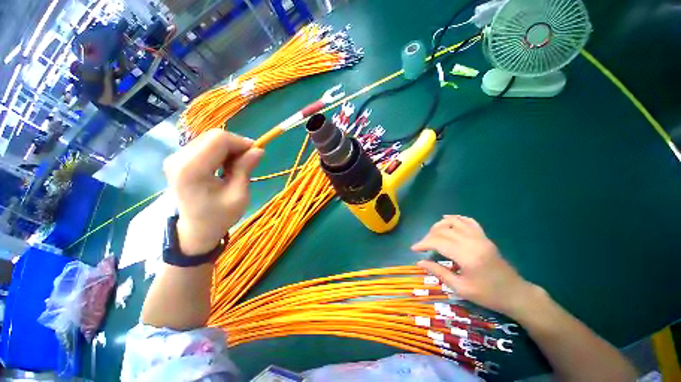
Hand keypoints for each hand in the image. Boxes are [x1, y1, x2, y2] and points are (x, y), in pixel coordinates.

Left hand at [163, 129, 262, 254]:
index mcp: (191, 169)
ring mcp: (175, 157)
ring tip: (237, 166)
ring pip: (210, 139)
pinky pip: (204, 145)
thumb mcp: (239, 195)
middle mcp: (178, 158)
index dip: (241, 142)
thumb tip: (259, 150)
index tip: (255, 154)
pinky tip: (225, 166)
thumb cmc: (219, 216)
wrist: (196, 230)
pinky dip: (220, 152)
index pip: (218, 139)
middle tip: (248, 162)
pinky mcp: (178, 159)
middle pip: (213, 136)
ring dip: (229, 149)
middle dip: (235, 145)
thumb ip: (245, 169)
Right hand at [412, 215, 535, 316]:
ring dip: (439, 225)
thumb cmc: (488, 295)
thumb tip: (420, 262)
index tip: (414, 249)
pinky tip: (447, 219)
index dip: (423, 243)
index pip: (438, 242)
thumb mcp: (460, 288)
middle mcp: (473, 242)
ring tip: (432, 234)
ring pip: (454, 222)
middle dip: (429, 236)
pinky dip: (456, 218)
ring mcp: (480, 237)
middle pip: (443, 231)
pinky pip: (468, 221)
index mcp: (467, 256)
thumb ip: (439, 272)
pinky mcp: (484, 237)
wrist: (515, 294)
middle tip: (423, 246)